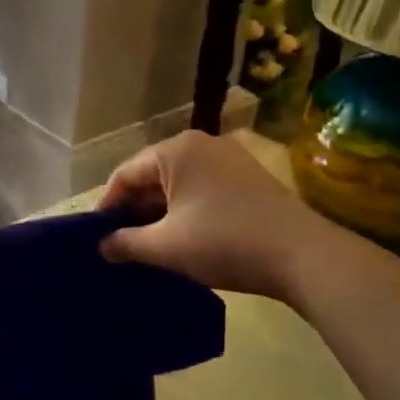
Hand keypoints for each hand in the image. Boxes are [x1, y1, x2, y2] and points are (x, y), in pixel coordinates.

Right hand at [100, 131, 353, 300]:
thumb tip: (102, 246)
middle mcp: (202, 144)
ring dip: (161, 214)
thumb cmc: (224, 242)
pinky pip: (203, 190)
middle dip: (135, 211)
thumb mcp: (166, 246)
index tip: (97, 238)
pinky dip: (187, 211)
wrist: (302, 255)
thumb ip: (126, 243)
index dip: (107, 207)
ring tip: (150, 247)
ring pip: (179, 185)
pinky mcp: (249, 178)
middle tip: (121, 246)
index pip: (125, 174)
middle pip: (152, 176)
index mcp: (176, 150)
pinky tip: (185, 239)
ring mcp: (229, 159)